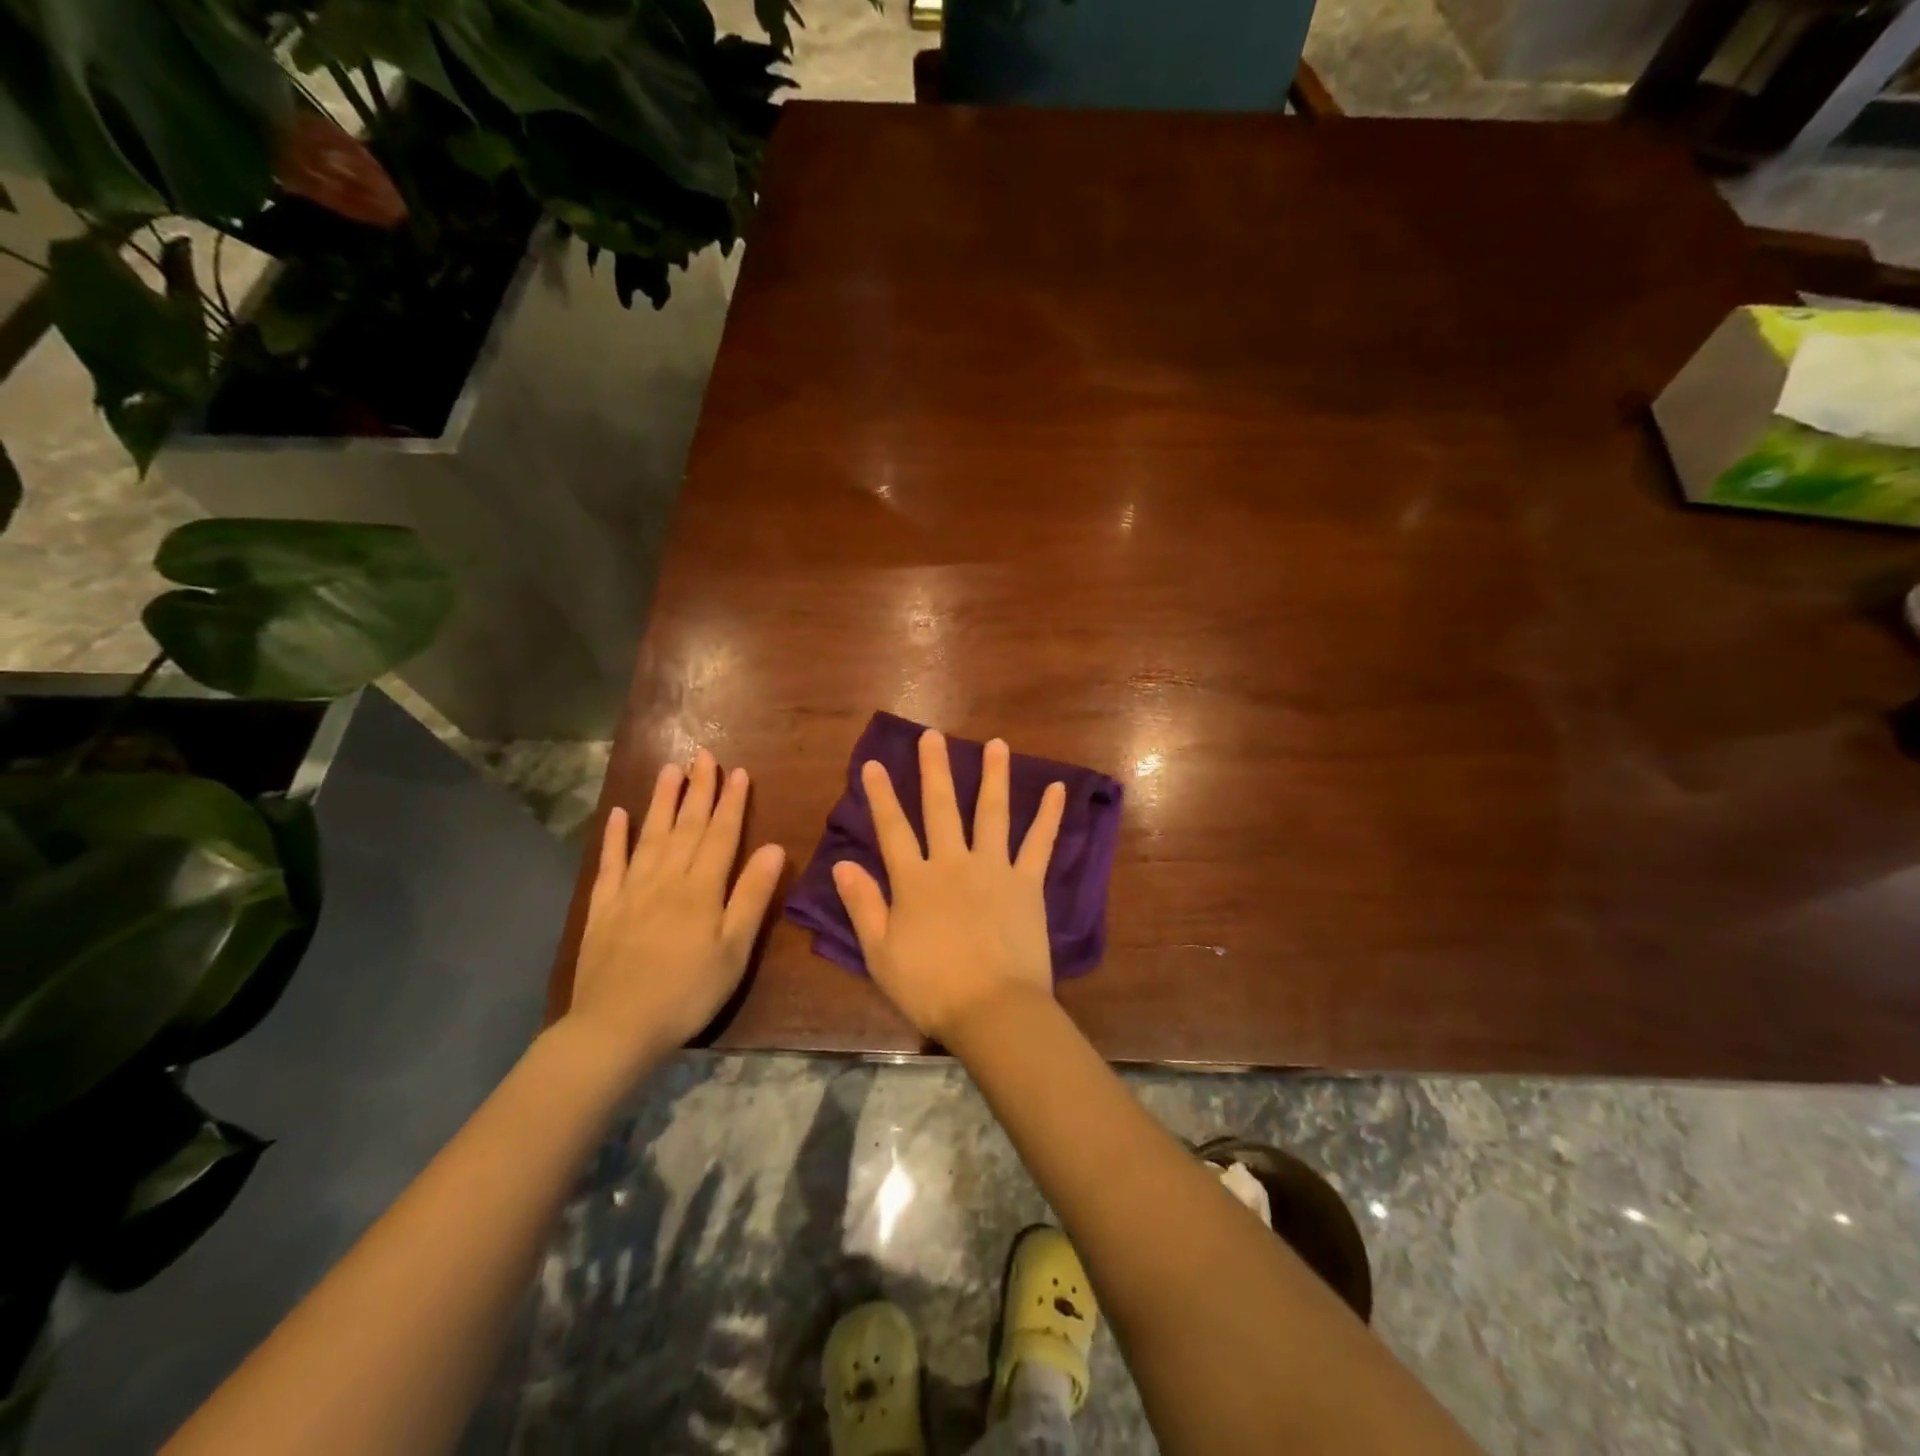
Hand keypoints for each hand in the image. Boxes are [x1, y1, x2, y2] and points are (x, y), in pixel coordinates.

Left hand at [567, 750, 785, 1075]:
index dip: (731, 802)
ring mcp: (630, 891)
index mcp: (701, 889)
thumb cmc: (687, 992)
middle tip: (703, 755)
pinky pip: (609, 864)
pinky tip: (619, 815)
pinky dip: (614, 838)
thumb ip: (752, 897)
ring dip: (661, 801)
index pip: (720, 834)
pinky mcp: (603, 909)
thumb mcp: (734, 950)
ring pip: (649, 836)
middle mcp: (665, 879)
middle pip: (685, 826)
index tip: (738, 771)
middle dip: (698, 789)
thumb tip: (773, 848)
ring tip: (669, 770)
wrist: (616, 1028)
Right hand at [832, 729, 1065, 1041]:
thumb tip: (841, 865)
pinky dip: (1049, 815)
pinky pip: (1039, 843)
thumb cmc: (931, 988)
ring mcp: (994, 868)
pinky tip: (1058, 788)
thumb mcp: (881, 954)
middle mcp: (953, 863)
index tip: (873, 763)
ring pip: (992, 813)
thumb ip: (863, 905)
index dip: (881, 796)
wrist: (992, 1010)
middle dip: (934, 769)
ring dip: (994, 776)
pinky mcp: (1027, 883)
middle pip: (941, 808)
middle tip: (932, 735)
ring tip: (997, 744)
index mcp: (915, 881)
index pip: (892, 829)